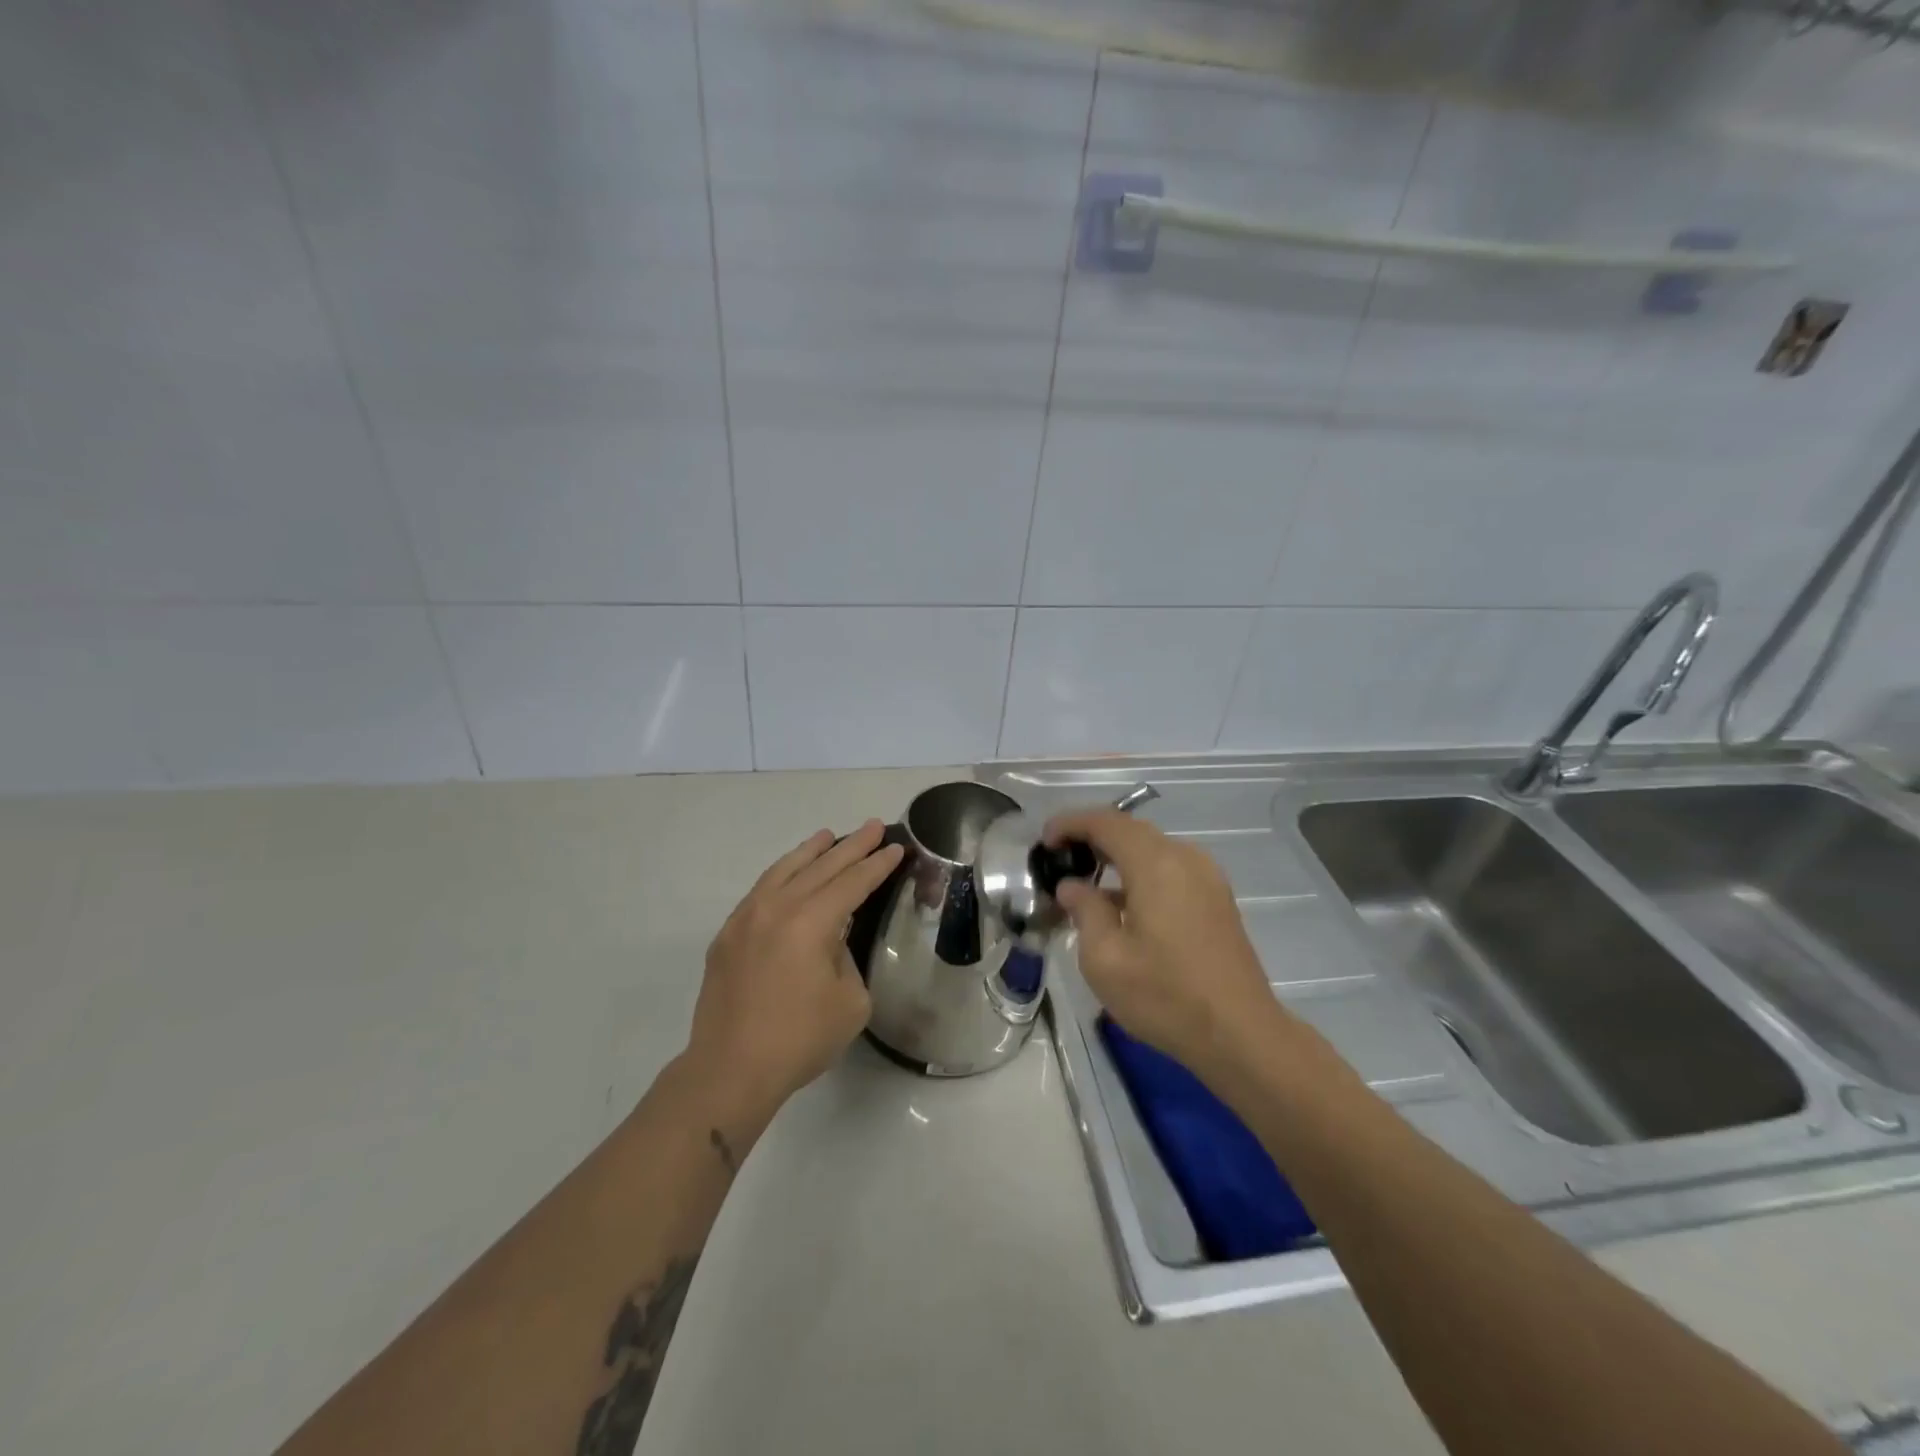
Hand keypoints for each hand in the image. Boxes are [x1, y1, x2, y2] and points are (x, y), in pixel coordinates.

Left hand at [688, 820, 903, 1109]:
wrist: (730, 1070)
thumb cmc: (799, 1039)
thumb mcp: (849, 1001)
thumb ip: (845, 958)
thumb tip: (830, 941)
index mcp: (811, 922)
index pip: (852, 883)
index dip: (877, 864)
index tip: (895, 847)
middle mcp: (777, 908)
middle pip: (821, 867)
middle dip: (851, 846)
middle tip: (873, 826)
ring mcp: (746, 918)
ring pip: (784, 870)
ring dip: (811, 851)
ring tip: (829, 836)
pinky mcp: (728, 935)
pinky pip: (761, 890)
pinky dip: (782, 873)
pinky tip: (790, 872)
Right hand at [1045, 809, 1287, 1076]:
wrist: (1241, 1036)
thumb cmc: (1165, 996)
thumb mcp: (1105, 958)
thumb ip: (1084, 910)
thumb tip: (1073, 886)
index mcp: (1156, 864)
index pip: (1106, 822)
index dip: (1071, 823)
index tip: (1044, 841)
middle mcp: (1185, 858)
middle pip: (1131, 830)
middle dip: (1092, 837)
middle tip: (1059, 859)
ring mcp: (1207, 877)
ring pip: (1152, 850)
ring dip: (1117, 856)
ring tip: (1086, 882)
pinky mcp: (1217, 899)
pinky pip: (1170, 869)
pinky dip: (1140, 874)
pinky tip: (1123, 905)